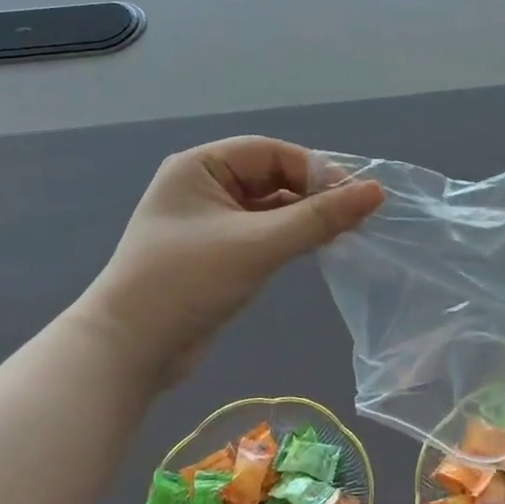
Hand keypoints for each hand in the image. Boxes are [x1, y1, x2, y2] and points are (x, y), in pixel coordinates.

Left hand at [77, 137, 383, 386]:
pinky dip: (288, 238)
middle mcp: (202, 186)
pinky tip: (315, 249)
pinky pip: (261, 233)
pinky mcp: (215, 253)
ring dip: (303, 218)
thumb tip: (376, 191)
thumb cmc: (188, 282)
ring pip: (269, 207)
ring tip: (342, 233)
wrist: (129, 351)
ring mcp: (207, 221)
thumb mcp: (258, 245)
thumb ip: (318, 218)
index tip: (355, 195)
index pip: (270, 152)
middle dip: (311, 194)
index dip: (315, 169)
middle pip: (271, 177)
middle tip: (354, 216)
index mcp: (200, 167)